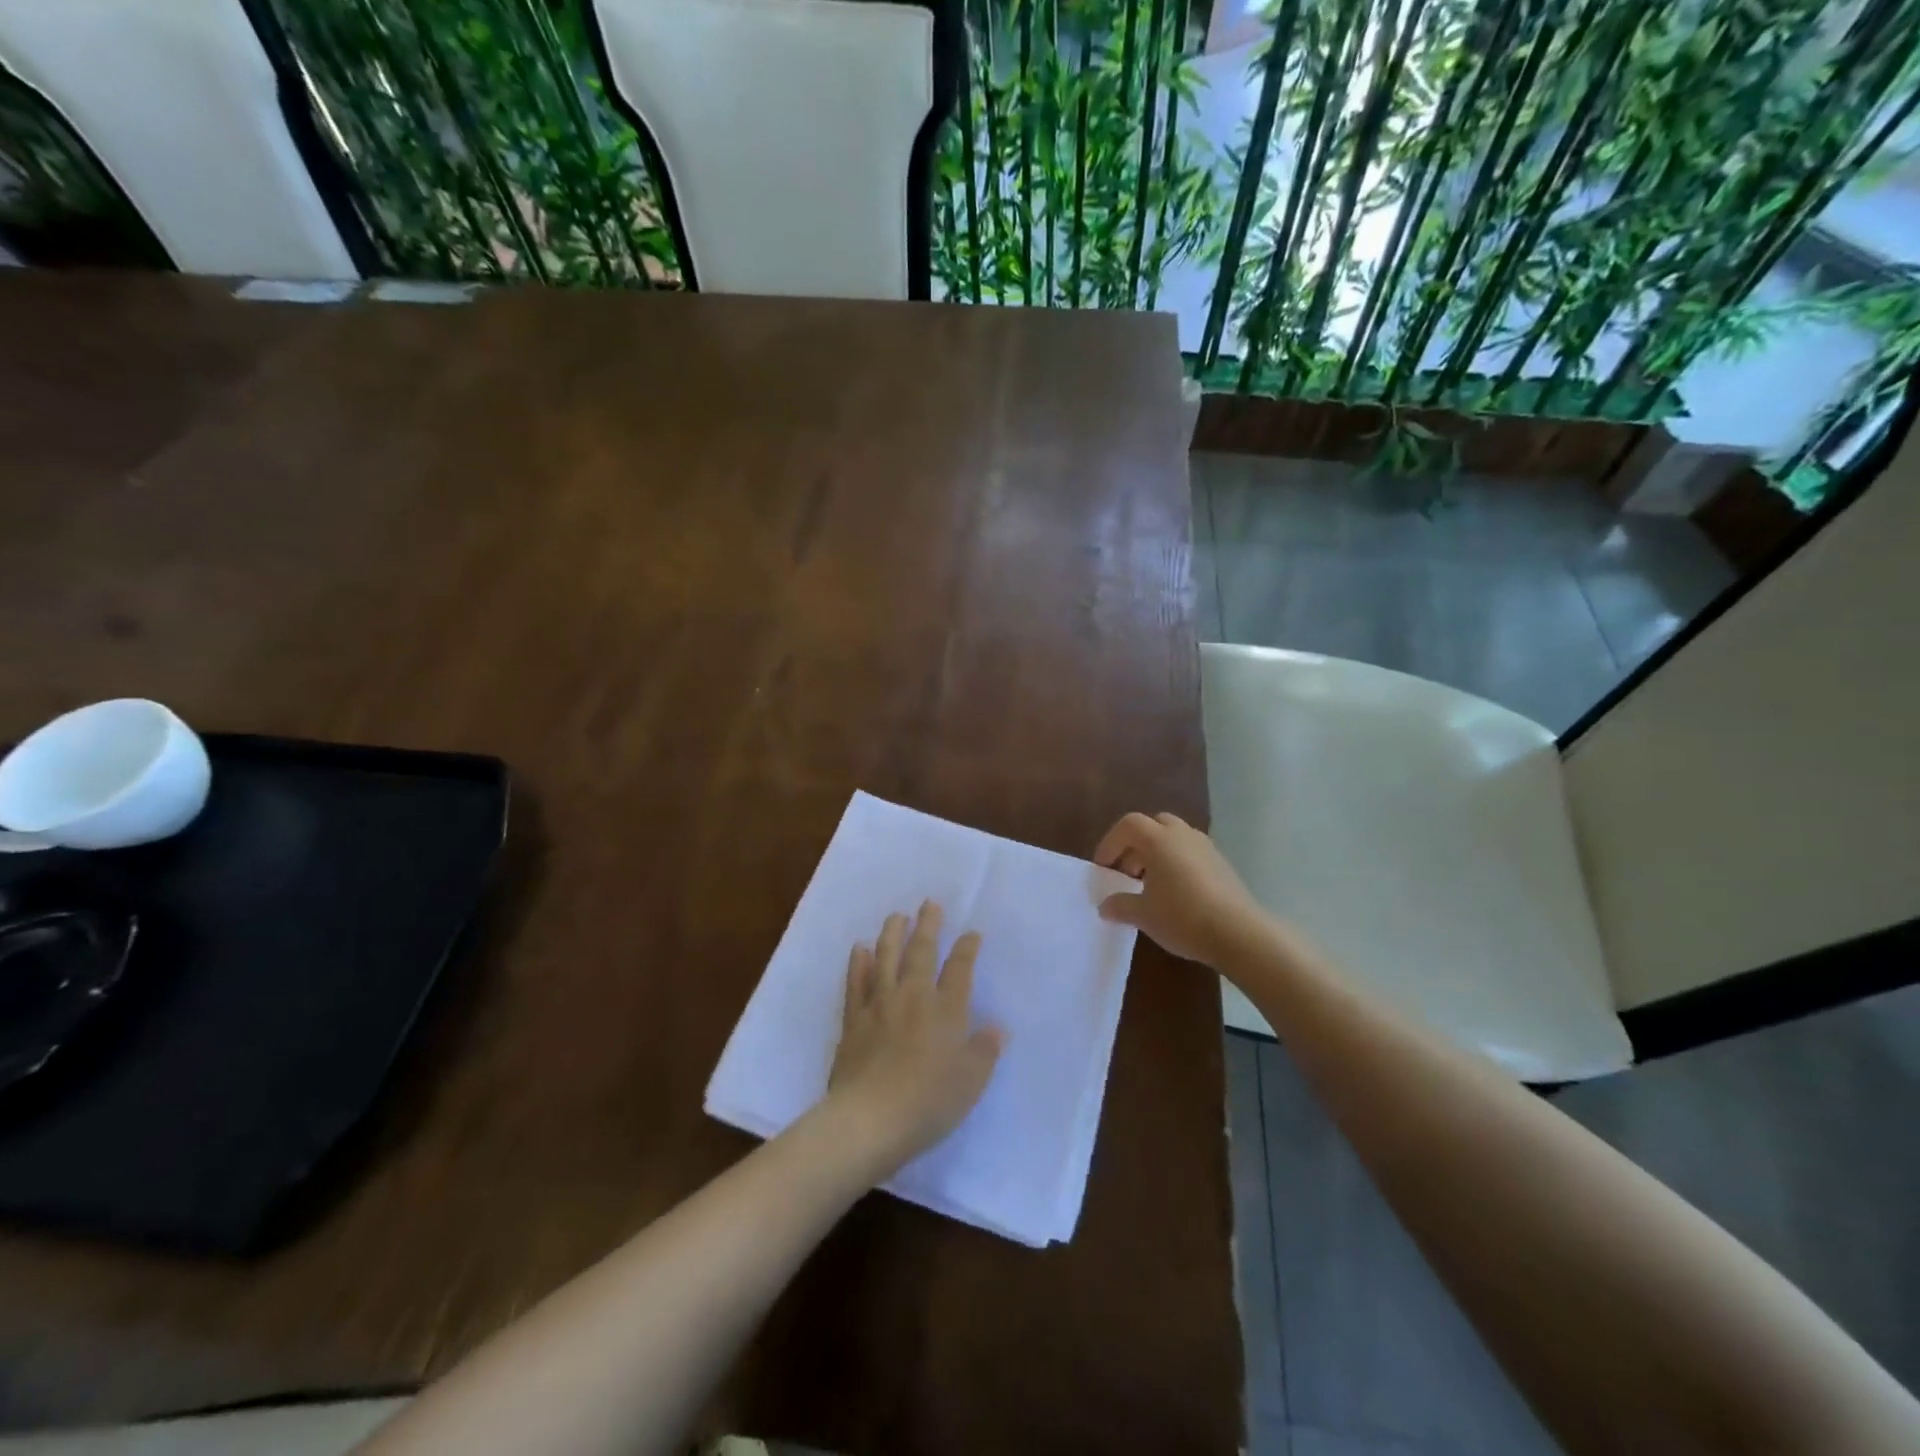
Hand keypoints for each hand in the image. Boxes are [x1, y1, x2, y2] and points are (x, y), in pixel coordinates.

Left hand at [825, 901, 1004, 1174]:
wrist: (870, 1119)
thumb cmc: (929, 1103)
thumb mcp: (970, 1082)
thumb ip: (984, 1051)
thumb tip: (997, 1027)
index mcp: (946, 1010)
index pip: (960, 970)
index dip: (967, 949)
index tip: (971, 933)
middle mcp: (913, 997)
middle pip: (921, 952)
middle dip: (928, 926)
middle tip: (930, 903)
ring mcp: (880, 1005)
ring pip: (886, 958)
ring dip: (892, 934)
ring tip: (897, 915)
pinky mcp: (853, 1020)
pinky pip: (856, 983)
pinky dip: (858, 964)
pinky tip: (860, 949)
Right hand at [1094, 811, 1269, 966]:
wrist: (1239, 933)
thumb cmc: (1182, 917)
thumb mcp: (1143, 915)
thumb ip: (1120, 906)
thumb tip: (1105, 906)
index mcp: (1158, 840)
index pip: (1128, 825)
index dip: (1111, 843)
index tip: (1104, 867)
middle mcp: (1182, 835)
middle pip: (1153, 825)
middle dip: (1136, 844)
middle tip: (1127, 872)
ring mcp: (1206, 847)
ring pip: (1174, 837)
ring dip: (1157, 853)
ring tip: (1150, 884)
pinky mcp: (1222, 863)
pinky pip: (1191, 852)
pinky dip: (1177, 862)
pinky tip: (1176, 893)